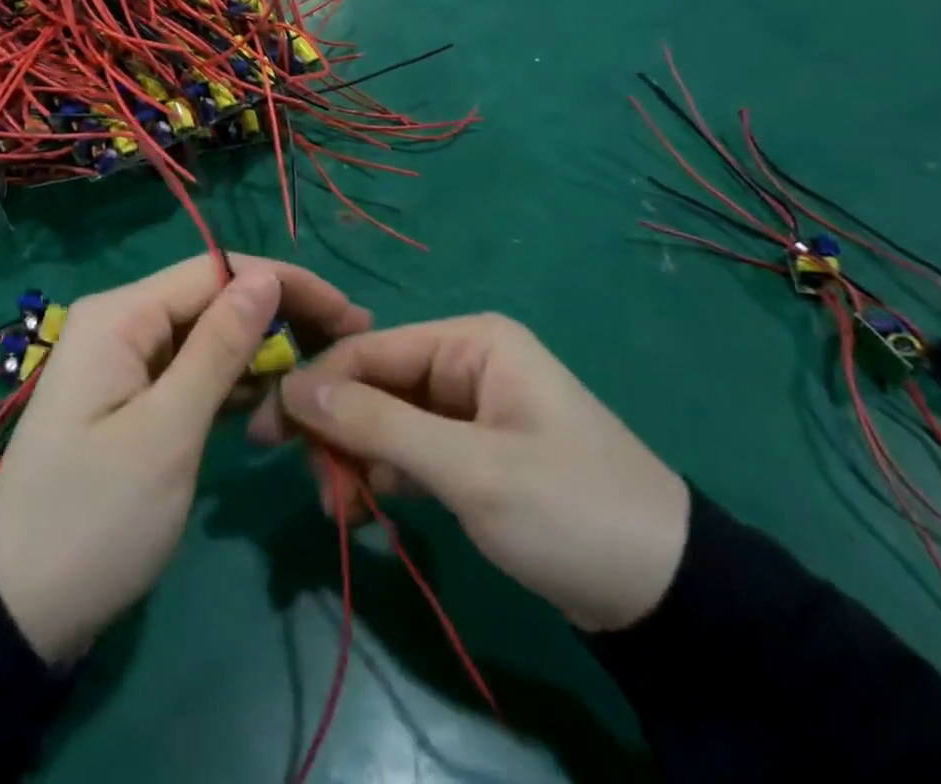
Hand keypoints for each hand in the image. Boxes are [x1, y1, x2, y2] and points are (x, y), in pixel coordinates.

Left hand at [0, 254, 371, 663]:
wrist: (20, 610)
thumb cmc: (95, 519)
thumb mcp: (166, 433)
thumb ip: (218, 349)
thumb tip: (266, 277)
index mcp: (120, 314)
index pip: (217, 270)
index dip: (285, 284)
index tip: (349, 313)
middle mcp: (121, 321)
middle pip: (214, 299)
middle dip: (279, 316)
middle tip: (348, 344)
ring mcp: (125, 360)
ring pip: (208, 336)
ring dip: (261, 353)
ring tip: (321, 377)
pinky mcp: (133, 397)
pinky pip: (192, 371)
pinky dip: (233, 384)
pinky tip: (273, 404)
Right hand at [267, 314, 689, 632]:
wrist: (671, 599)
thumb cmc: (569, 510)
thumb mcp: (469, 469)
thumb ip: (377, 423)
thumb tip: (293, 386)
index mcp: (469, 341)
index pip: (369, 351)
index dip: (315, 387)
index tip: (268, 432)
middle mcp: (464, 361)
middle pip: (373, 385)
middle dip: (338, 433)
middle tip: (318, 492)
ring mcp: (467, 407)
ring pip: (385, 419)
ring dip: (356, 460)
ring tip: (343, 512)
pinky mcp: (472, 450)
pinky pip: (409, 449)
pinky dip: (384, 476)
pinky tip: (369, 509)